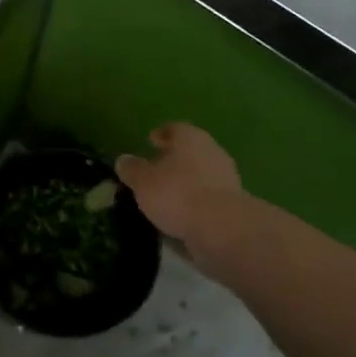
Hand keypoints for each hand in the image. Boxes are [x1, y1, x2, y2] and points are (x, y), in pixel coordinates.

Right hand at [115, 124, 244, 257]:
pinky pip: (207, 197)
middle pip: (190, 150)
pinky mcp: (232, 203)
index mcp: (191, 138)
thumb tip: (123, 160)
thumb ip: (132, 169)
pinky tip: (180, 214)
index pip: (174, 128)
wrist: (221, 228)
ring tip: (164, 196)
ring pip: (200, 174)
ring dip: (185, 182)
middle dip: (173, 159)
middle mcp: (212, 151)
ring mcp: (226, 177)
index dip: (161, 134)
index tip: (150, 142)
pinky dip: (194, 202)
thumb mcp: (143, 181)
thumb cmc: (177, 194)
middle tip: (154, 170)